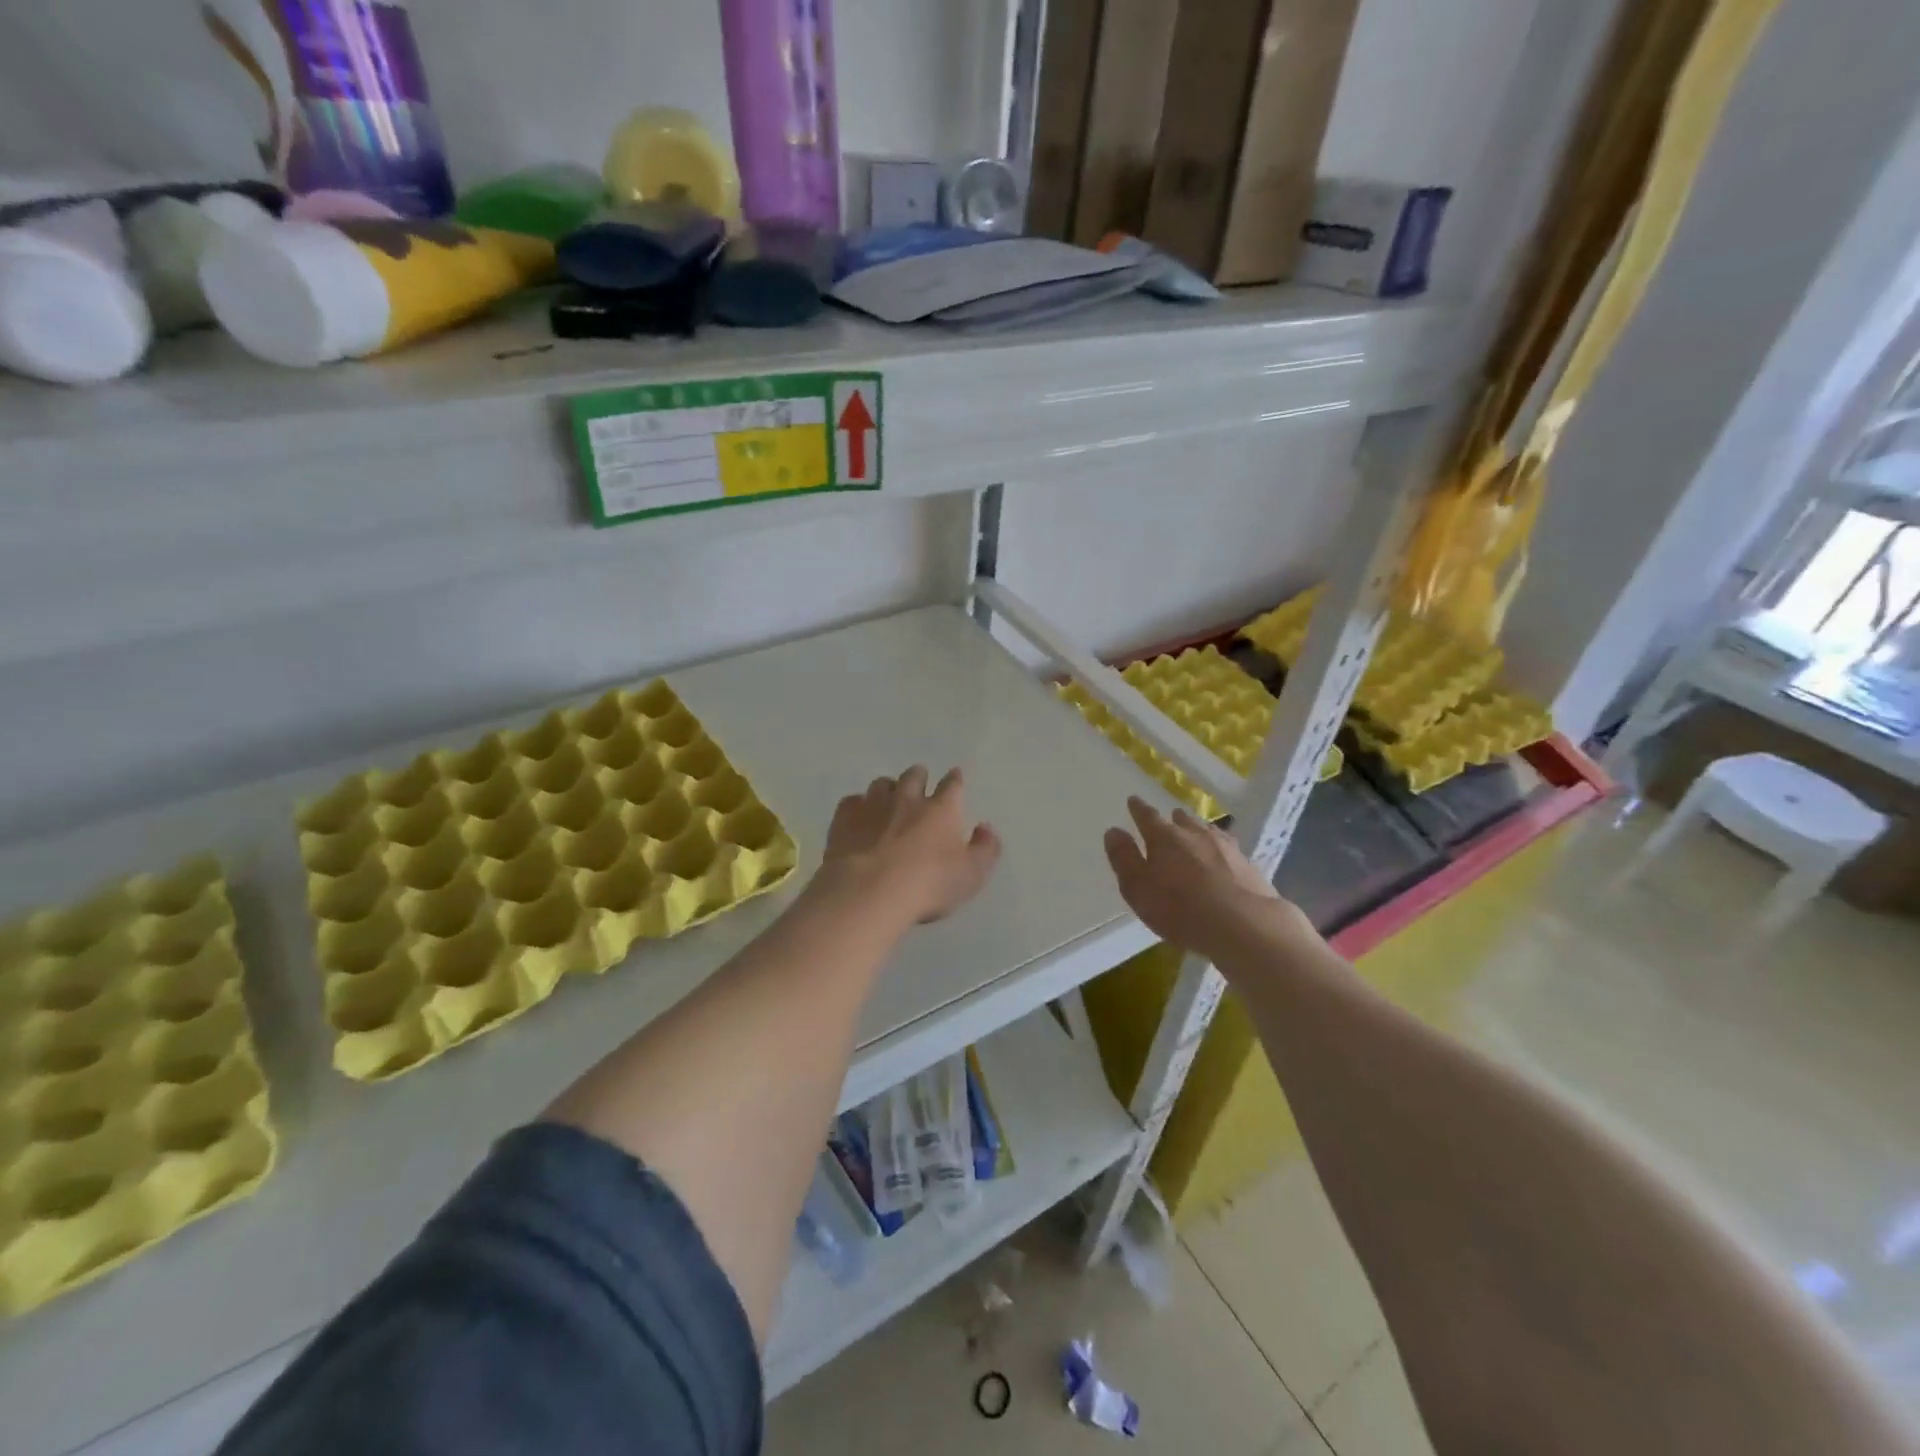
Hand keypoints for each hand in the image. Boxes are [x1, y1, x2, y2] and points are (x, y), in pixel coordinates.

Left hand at [816, 767, 1001, 925]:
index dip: (955, 780)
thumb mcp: (971, 875)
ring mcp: (873, 806)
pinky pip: (852, 801)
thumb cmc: (928, 885)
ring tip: (889, 798)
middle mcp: (908, 799)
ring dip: (888, 788)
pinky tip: (858, 816)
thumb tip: (985, 828)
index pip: (952, 785)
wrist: (869, 892)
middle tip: (920, 783)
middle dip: (919, 776)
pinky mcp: (844, 818)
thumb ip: (985, 850)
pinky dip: (858, 805)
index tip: (955, 777)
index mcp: (941, 809)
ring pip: (882, 784)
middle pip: (914, 775)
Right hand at [1103, 797, 1310, 965]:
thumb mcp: (1138, 887)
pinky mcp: (1247, 863)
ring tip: (1194, 833)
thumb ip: (1124, 858)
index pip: (1147, 816)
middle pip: (1181, 820)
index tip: (1133, 800)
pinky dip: (1218, 848)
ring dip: (1196, 830)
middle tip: (1168, 820)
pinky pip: (1226, 847)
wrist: (1242, 924)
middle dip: (1172, 819)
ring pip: (1205, 830)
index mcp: (1163, 837)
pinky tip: (1222, 856)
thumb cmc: (1179, 908)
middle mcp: (1194, 833)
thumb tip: (1114, 831)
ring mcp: (1224, 846)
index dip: (1138, 808)